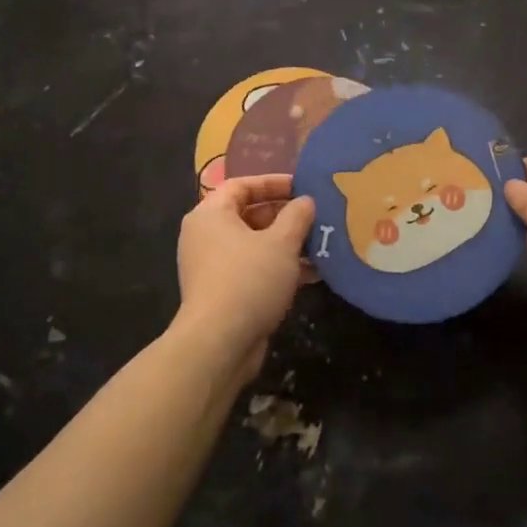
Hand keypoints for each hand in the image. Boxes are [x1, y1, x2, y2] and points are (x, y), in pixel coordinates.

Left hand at [171, 174, 316, 382]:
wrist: (219, 343)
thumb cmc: (249, 280)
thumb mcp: (281, 242)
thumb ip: (297, 216)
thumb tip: (306, 202)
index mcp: (211, 215)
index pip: (242, 185)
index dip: (273, 182)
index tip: (303, 187)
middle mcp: (206, 236)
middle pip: (248, 214)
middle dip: (285, 215)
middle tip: (316, 216)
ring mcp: (212, 266)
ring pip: (254, 244)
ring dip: (286, 244)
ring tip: (321, 244)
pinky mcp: (222, 292)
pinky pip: (253, 269)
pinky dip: (278, 267)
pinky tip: (312, 274)